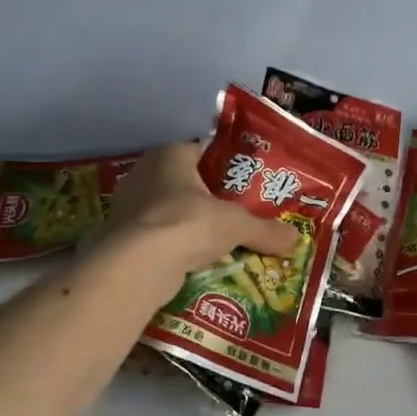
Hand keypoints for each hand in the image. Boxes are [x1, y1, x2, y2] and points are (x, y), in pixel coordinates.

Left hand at [105, 141, 297, 283]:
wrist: (136, 265)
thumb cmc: (188, 224)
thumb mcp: (237, 226)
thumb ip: (265, 230)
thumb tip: (296, 238)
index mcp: (170, 154)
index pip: (202, 150)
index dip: (225, 165)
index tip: (245, 182)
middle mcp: (143, 172)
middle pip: (184, 181)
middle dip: (208, 198)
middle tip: (236, 213)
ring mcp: (127, 205)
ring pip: (168, 209)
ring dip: (189, 223)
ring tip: (217, 240)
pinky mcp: (120, 235)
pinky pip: (155, 235)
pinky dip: (172, 245)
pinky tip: (192, 260)